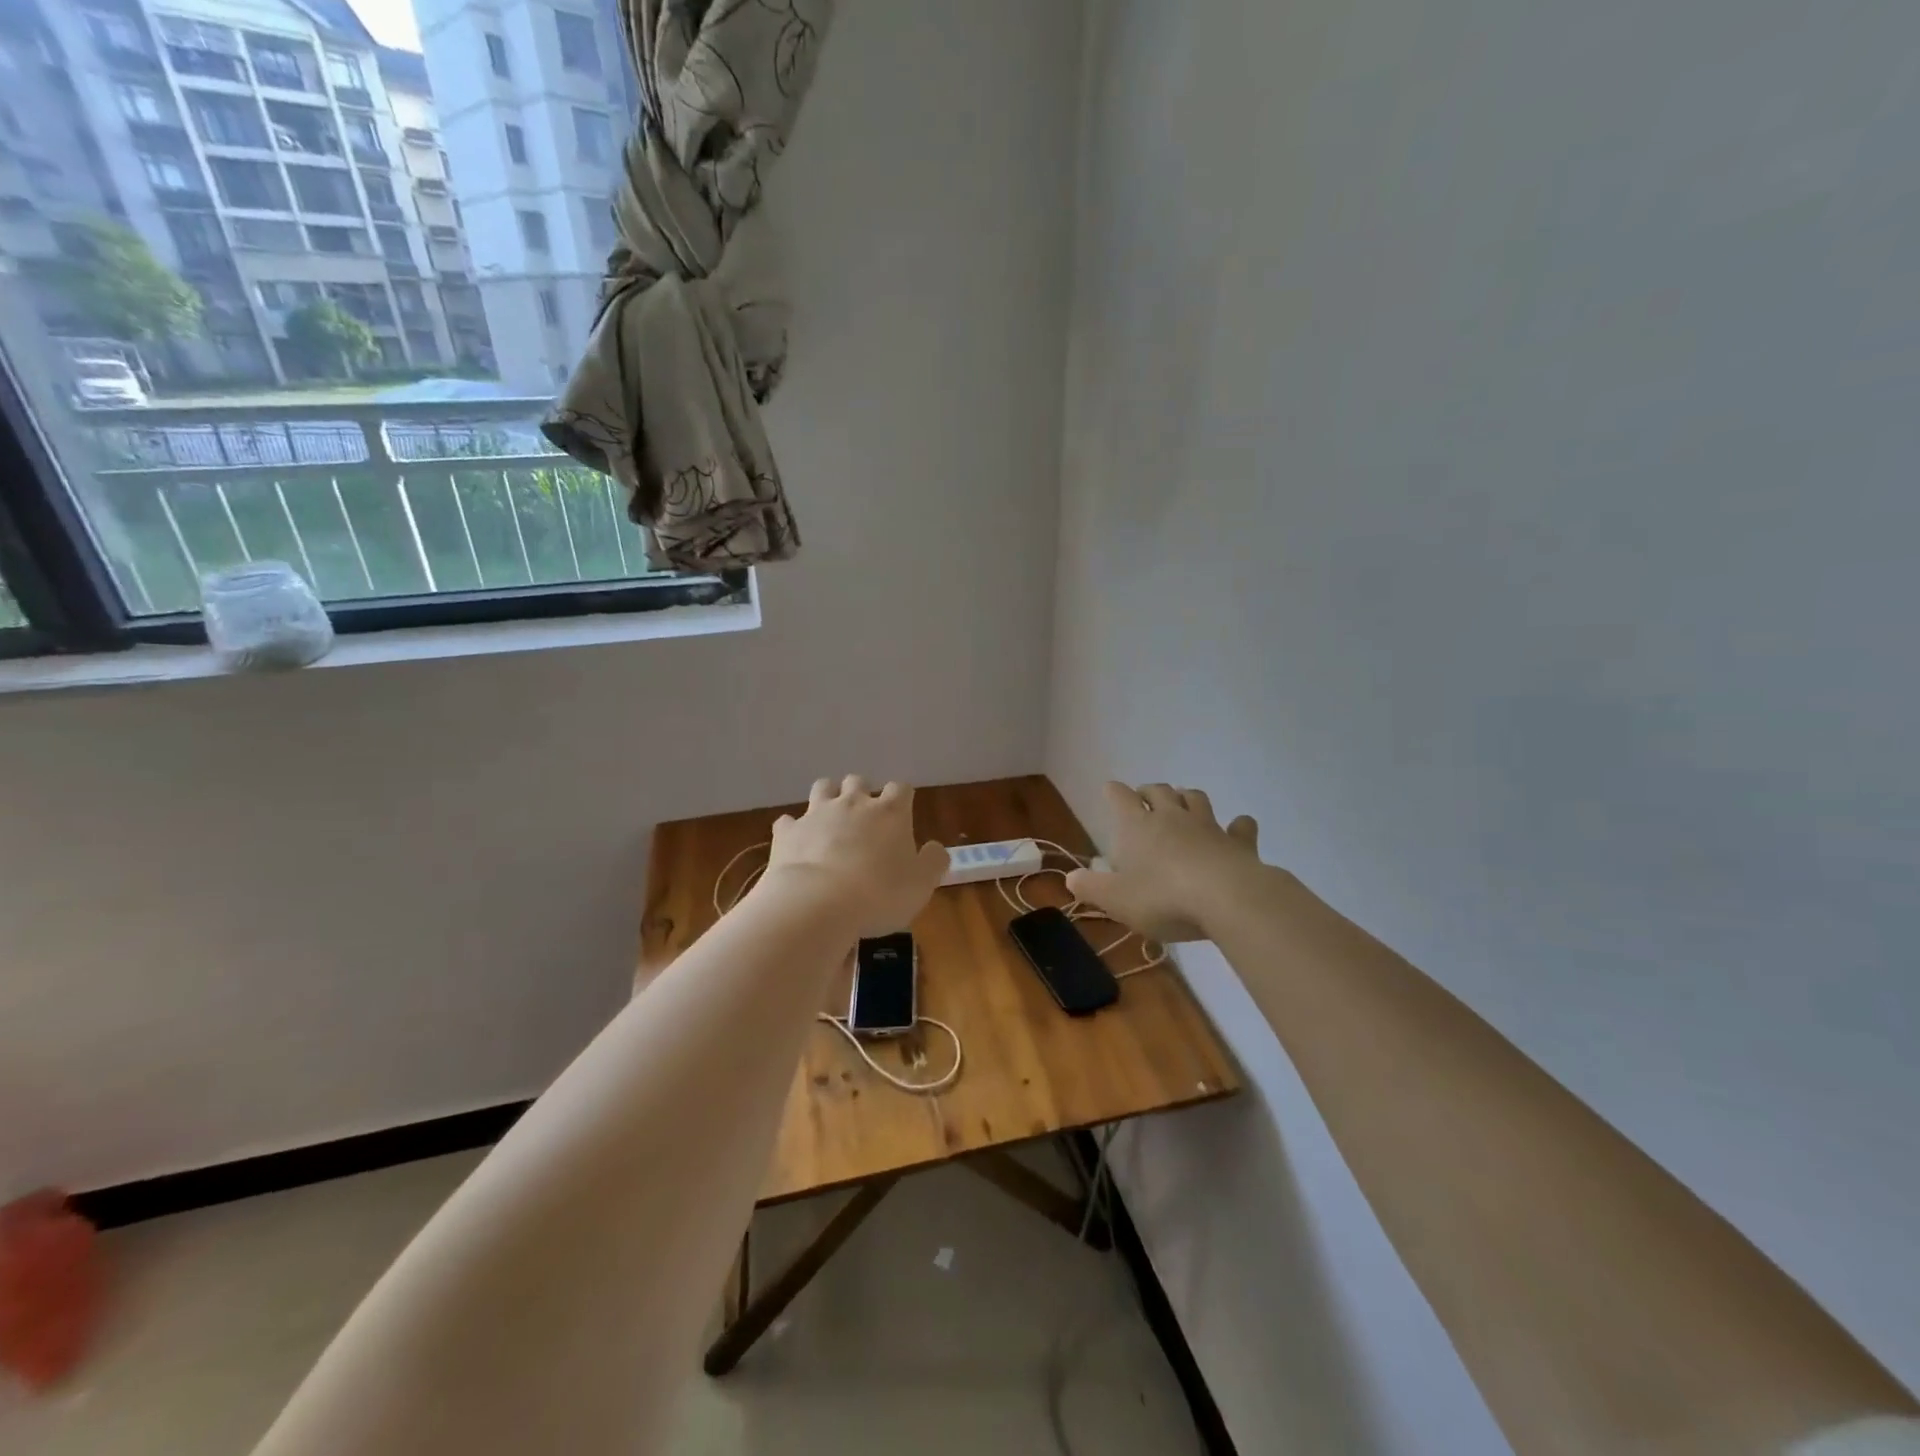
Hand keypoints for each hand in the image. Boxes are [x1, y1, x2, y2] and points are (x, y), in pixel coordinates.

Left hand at [764, 777, 947, 937]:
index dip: (902, 798)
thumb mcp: (921, 884)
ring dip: (828, 797)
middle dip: (861, 792)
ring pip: (822, 788)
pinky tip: (797, 843)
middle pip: (858, 781)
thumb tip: (935, 848)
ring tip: (831, 819)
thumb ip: (933, 861)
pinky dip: (794, 829)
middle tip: (864, 818)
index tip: (902, 814)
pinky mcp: (788, 832)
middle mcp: (853, 803)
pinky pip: (788, 821)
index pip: (901, 788)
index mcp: (890, 812)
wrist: (817, 904)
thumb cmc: (879, 894)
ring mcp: (816, 814)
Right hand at [1066, 782, 1265, 942]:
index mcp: (1137, 826)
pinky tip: (1238, 827)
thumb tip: (1071, 878)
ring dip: (1187, 797)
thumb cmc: (1162, 897)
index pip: (1120, 797)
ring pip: (1196, 799)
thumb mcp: (1116, 899)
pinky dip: (1238, 825)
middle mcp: (1172, 817)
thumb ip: (1090, 887)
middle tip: (1144, 797)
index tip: (1109, 790)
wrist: (1227, 899)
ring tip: (1183, 801)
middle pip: (1159, 791)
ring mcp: (1208, 826)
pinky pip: (1240, 826)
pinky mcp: (1239, 843)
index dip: (1113, 792)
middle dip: (1149, 791)